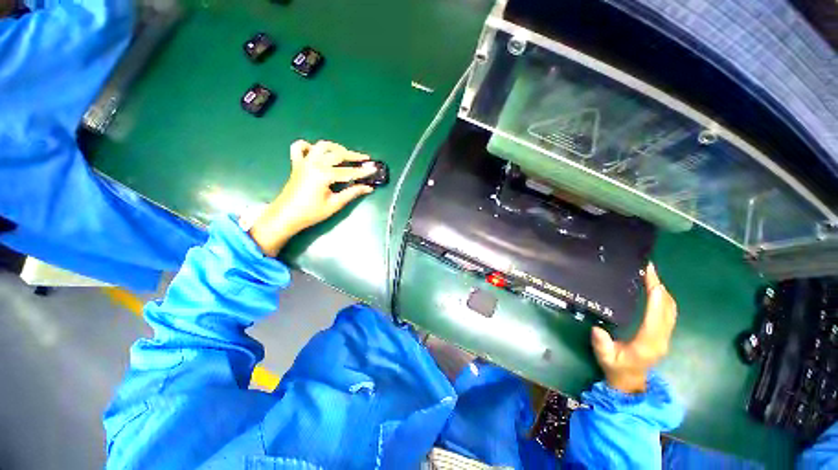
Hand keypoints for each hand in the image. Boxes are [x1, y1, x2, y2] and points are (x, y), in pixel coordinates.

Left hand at [248, 140, 376, 255]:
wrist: (286, 216)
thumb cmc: (311, 213)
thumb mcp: (335, 204)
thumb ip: (352, 193)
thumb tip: (368, 188)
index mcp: (323, 175)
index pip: (348, 171)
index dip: (363, 171)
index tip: (374, 169)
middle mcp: (314, 163)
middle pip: (337, 154)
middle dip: (353, 156)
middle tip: (365, 160)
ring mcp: (304, 162)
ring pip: (321, 146)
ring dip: (335, 147)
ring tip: (345, 154)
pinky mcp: (297, 164)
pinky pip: (299, 148)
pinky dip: (309, 146)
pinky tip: (317, 152)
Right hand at [591, 264, 677, 392]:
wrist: (630, 382)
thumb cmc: (616, 368)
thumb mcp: (605, 358)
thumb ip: (602, 345)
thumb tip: (597, 329)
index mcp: (648, 343)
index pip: (656, 316)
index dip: (655, 296)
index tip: (651, 278)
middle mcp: (661, 337)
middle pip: (667, 308)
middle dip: (660, 287)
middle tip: (648, 268)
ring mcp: (665, 336)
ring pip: (671, 309)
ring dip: (663, 291)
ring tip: (650, 274)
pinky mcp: (664, 334)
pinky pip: (669, 312)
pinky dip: (664, 298)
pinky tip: (654, 289)